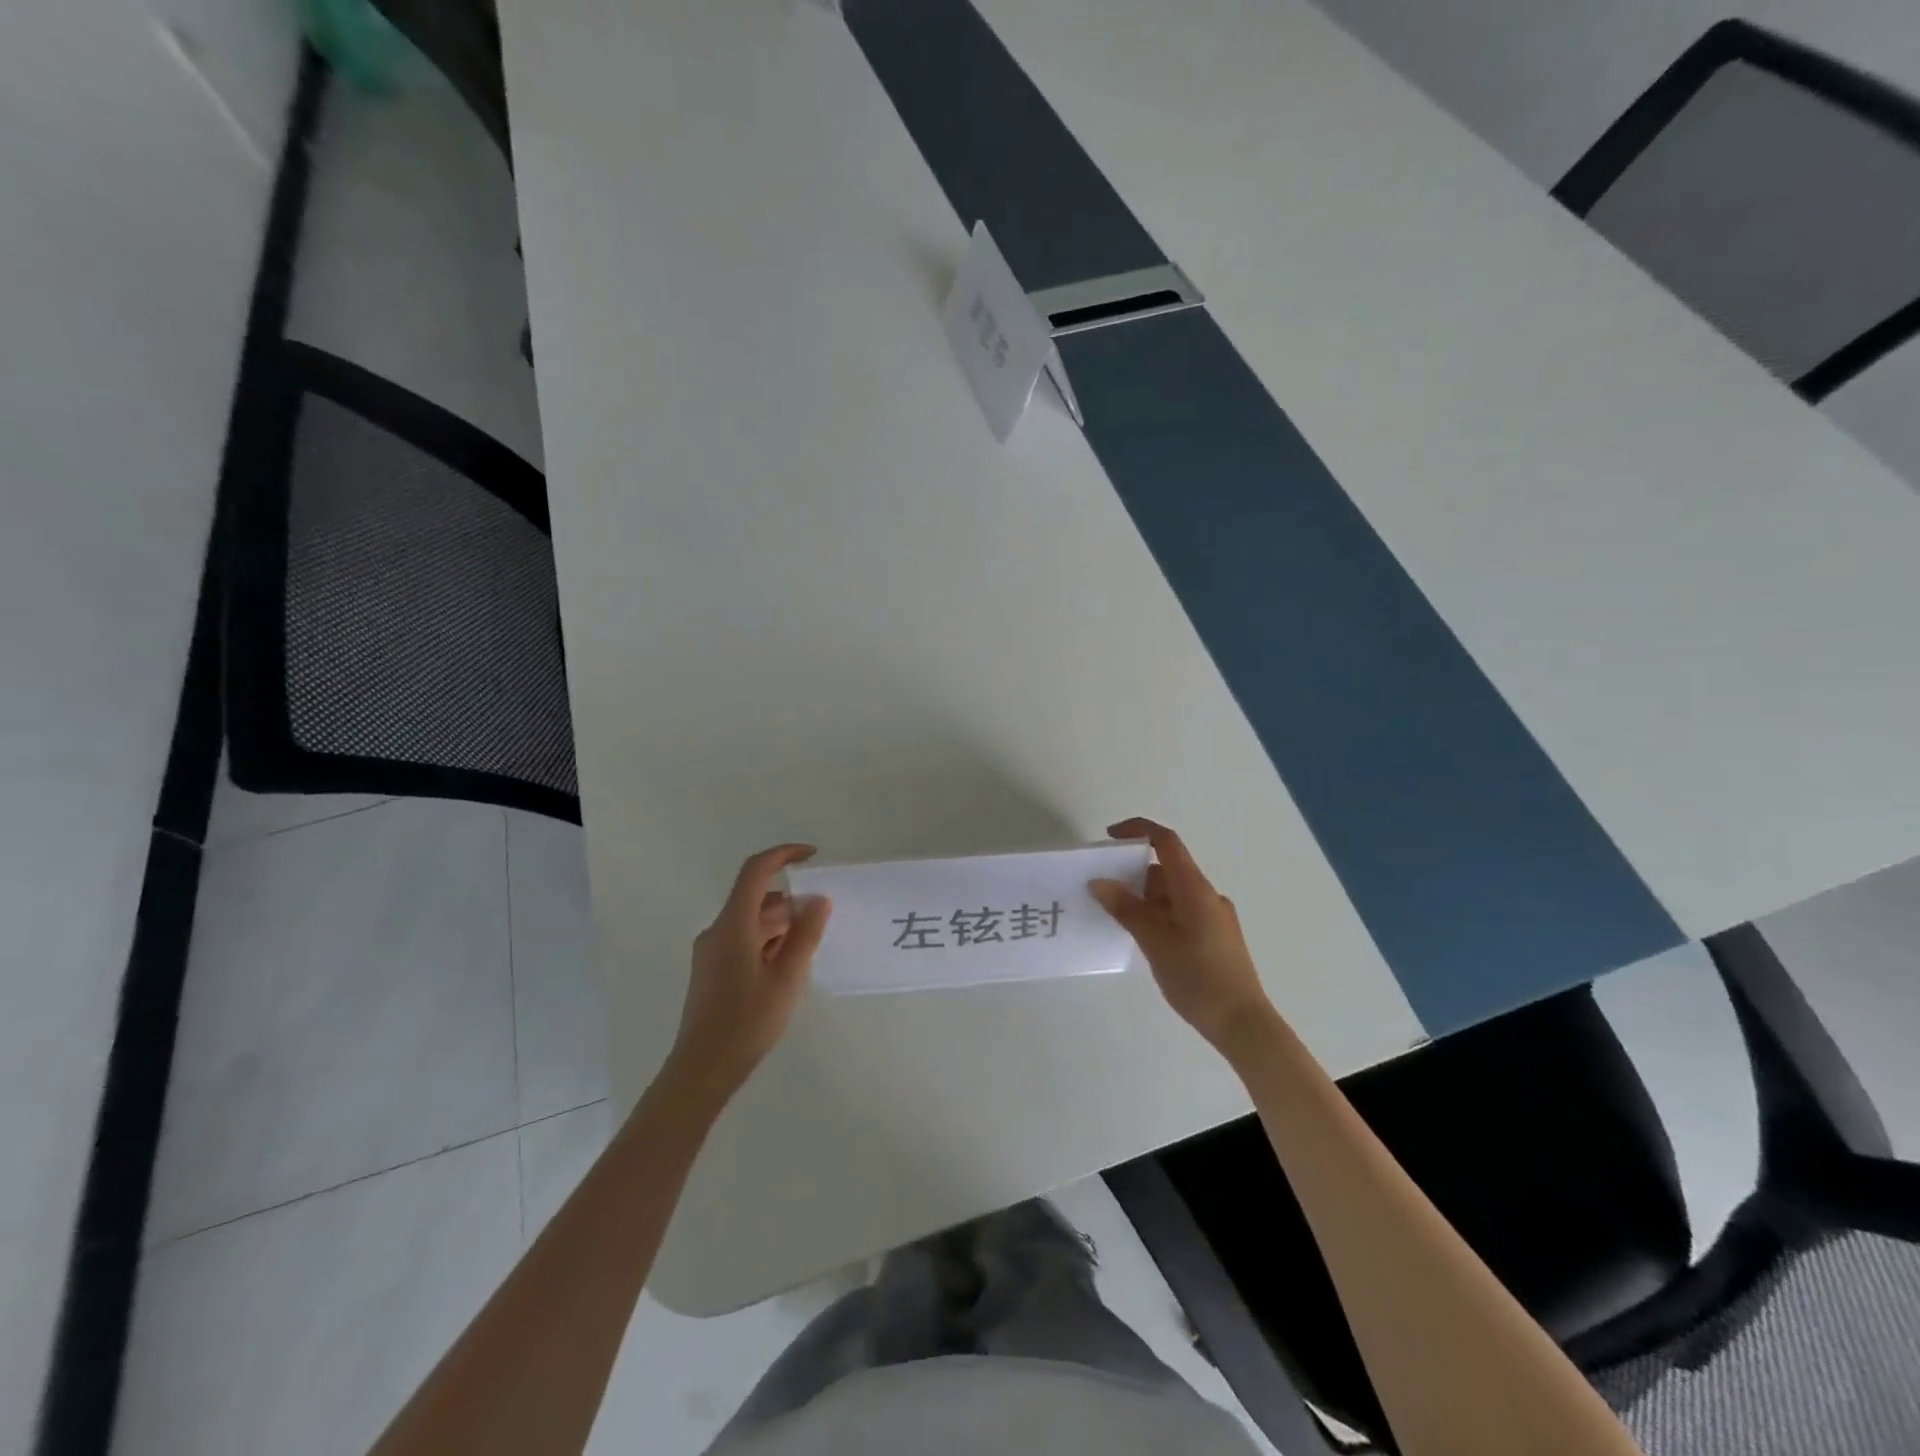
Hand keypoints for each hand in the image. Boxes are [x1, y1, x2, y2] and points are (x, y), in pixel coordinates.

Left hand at [664, 844, 832, 1103]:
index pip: (756, 871)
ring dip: (780, 926)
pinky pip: (743, 940)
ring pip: (751, 922)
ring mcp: (711, 951)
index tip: (812, 856)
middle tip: (821, 922)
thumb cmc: (747, 1022)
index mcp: (733, 925)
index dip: (784, 855)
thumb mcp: (787, 977)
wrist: (702, 1070)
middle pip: (756, 899)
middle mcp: (718, 930)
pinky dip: (767, 942)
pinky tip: (786, 969)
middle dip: (790, 902)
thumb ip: (805, 935)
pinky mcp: (712, 970)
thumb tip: (818, 900)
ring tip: (807, 951)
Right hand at [1091, 818, 1277, 1058]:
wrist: (1243, 1024)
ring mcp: (1214, 917)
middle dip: (1133, 873)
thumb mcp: (1155, 942)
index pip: (1166, 842)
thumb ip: (1127, 909)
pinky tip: (1142, 938)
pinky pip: (1181, 912)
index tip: (1109, 838)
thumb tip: (1100, 882)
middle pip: (1166, 869)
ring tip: (1116, 918)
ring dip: (1144, 898)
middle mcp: (1207, 895)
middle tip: (1102, 890)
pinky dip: (1158, 915)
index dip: (1138, 831)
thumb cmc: (1198, 978)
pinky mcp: (1215, 937)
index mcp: (1195, 889)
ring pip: (1173, 893)